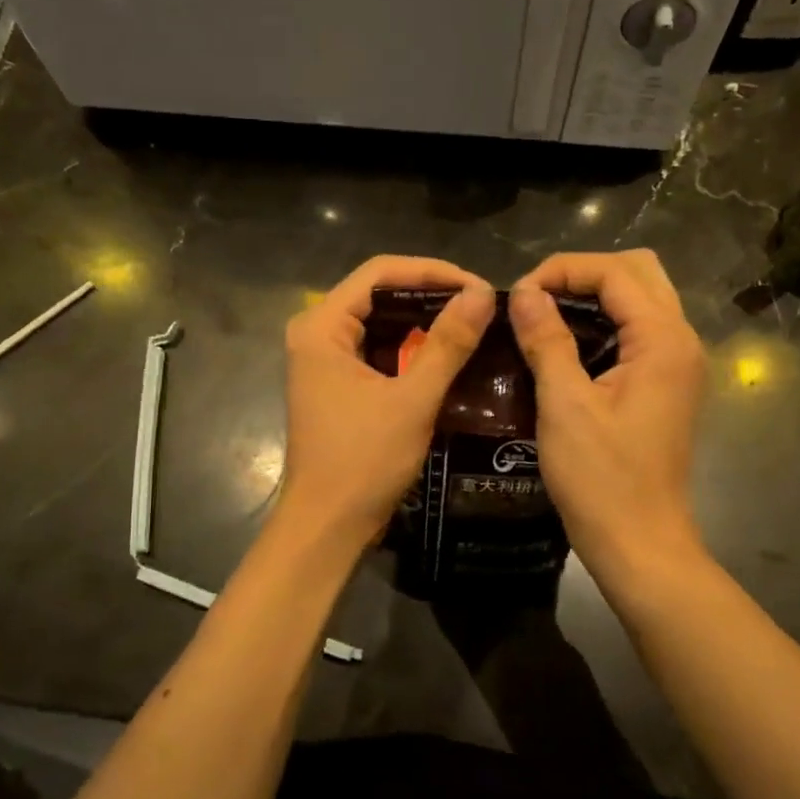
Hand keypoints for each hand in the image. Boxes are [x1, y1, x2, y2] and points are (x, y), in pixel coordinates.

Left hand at [280, 256, 495, 545]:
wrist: (328, 527)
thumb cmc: (363, 462)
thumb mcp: (412, 400)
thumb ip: (447, 344)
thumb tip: (482, 294)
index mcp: (321, 327)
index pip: (379, 272)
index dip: (432, 271)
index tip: (478, 287)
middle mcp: (317, 334)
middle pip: (378, 294)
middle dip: (430, 295)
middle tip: (481, 306)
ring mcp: (325, 361)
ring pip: (381, 323)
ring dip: (424, 323)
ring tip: (472, 325)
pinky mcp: (338, 384)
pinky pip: (379, 351)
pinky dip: (412, 350)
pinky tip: (448, 355)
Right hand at [508, 250, 705, 581]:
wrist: (639, 542)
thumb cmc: (601, 479)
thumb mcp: (564, 405)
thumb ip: (547, 340)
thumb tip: (525, 292)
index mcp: (663, 340)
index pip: (616, 272)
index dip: (563, 270)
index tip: (519, 295)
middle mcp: (681, 341)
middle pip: (639, 272)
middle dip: (584, 273)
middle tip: (537, 298)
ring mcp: (679, 363)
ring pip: (642, 299)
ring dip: (596, 295)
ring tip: (547, 315)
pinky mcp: (668, 384)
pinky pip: (640, 330)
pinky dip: (606, 321)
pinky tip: (569, 344)